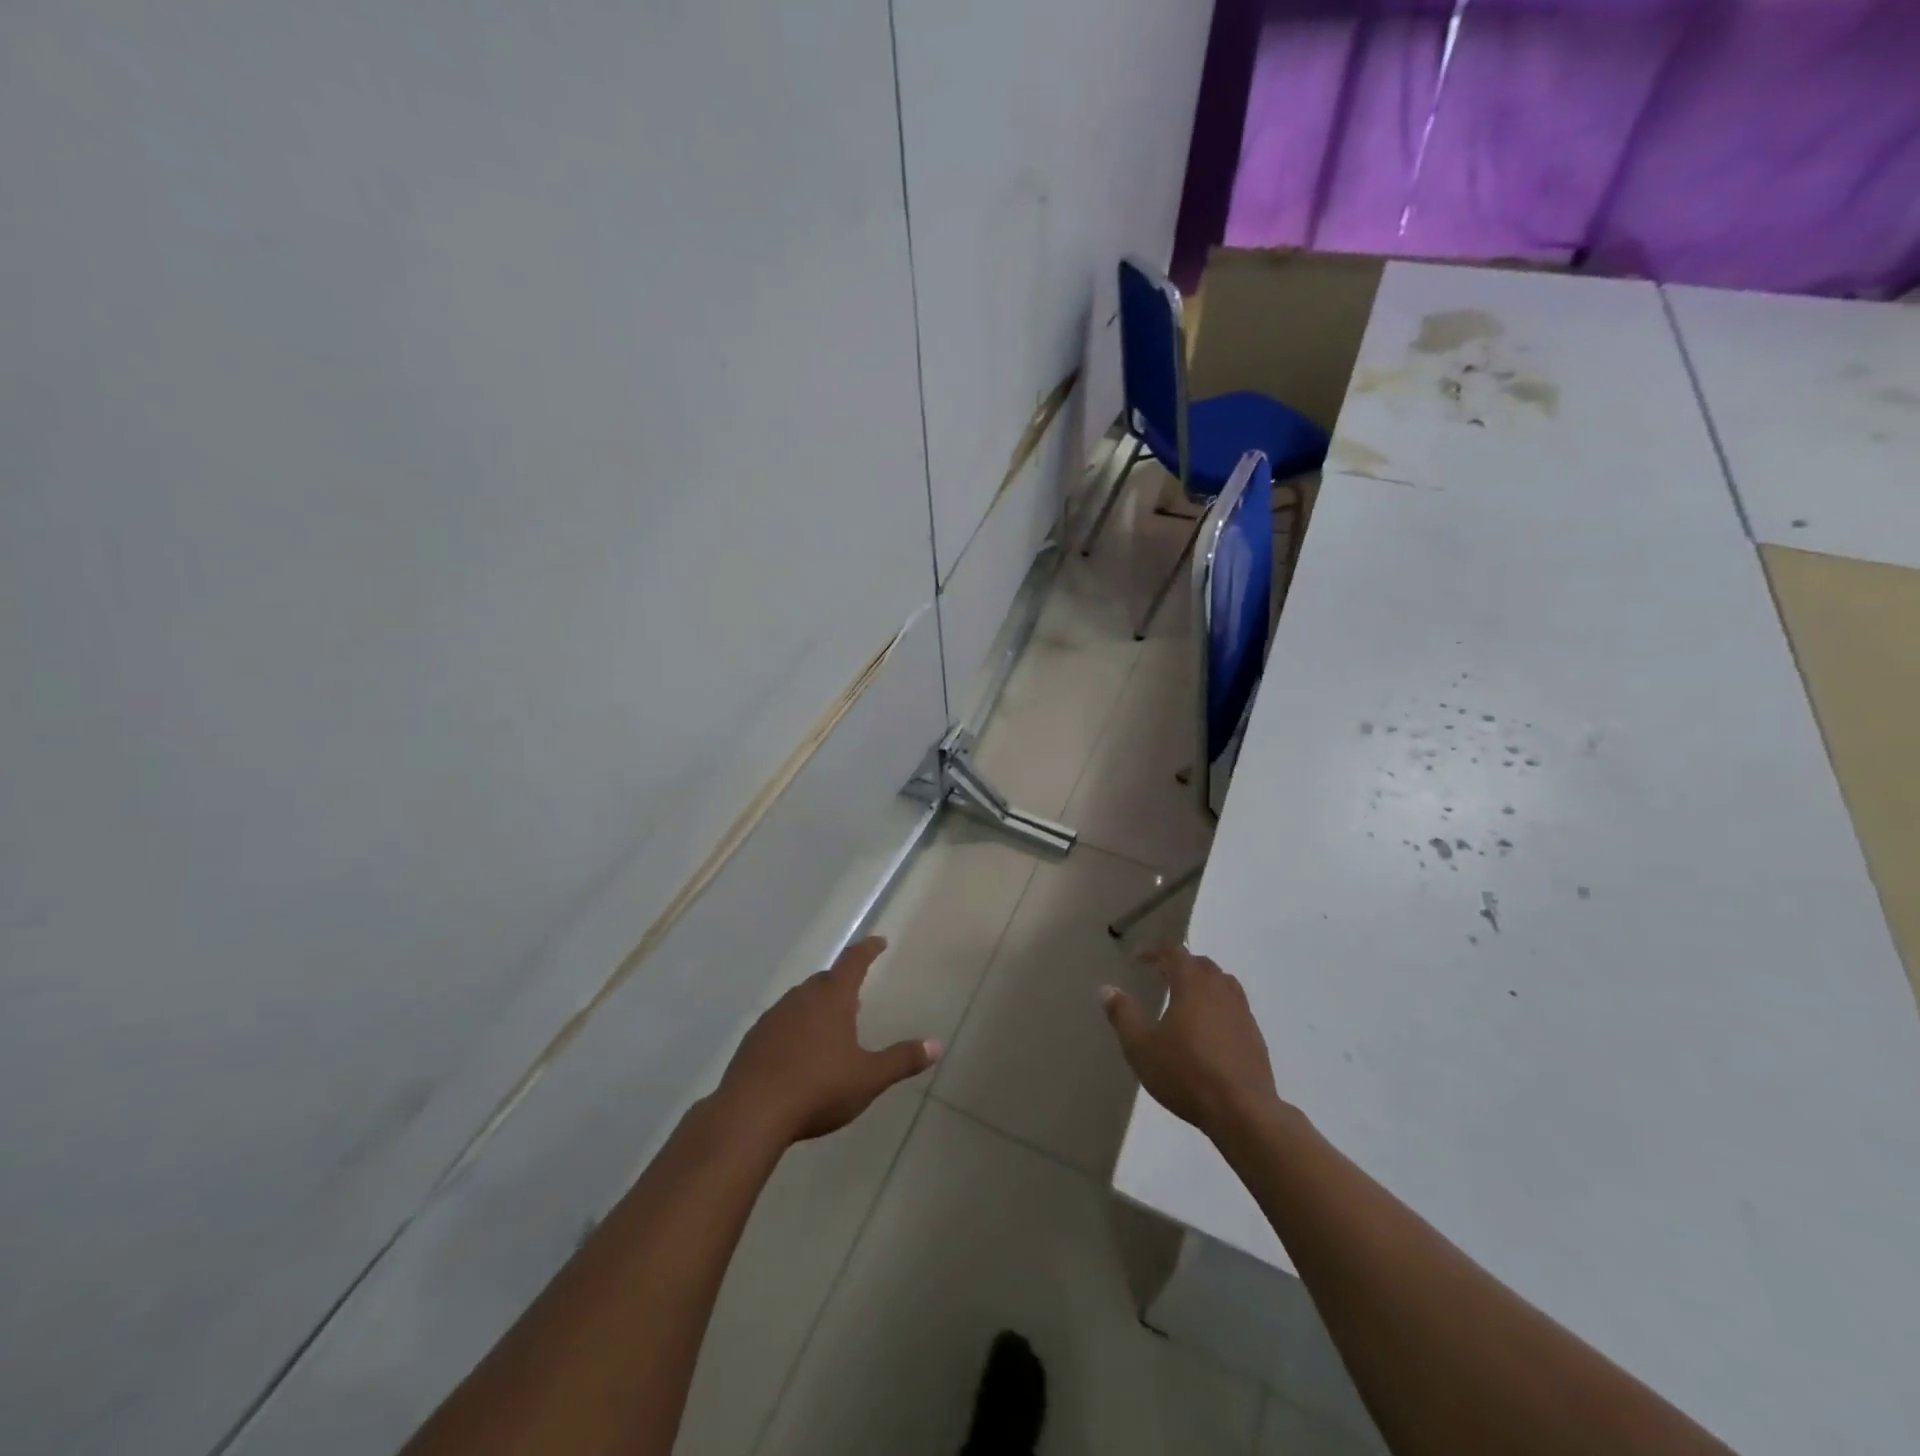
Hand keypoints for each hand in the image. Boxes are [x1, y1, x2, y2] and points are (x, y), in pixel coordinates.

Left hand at [714, 936, 937, 1146]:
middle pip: (825, 980)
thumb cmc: (818, 1088)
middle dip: (841, 982)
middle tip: (856, 993)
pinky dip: (794, 1028)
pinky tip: (797, 1052)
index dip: (868, 949)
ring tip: (829, 1023)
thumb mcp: (868, 1077)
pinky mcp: (753, 1039)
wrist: (751, 1112)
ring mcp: (773, 1017)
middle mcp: (801, 998)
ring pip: (800, 1000)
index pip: (853, 961)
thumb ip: (901, 1060)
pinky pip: (780, 1023)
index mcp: (832, 998)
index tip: (878, 941)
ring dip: (816, 1006)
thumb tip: (936, 1045)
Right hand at [1102, 946, 1281, 1141]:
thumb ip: (1123, 1014)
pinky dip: (1219, 1005)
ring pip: (1223, 983)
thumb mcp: (1140, 1046)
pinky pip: (1235, 1006)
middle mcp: (1220, 990)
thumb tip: (1107, 988)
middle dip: (1180, 964)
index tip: (1139, 960)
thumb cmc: (1185, 1074)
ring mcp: (1242, 1012)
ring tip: (1187, 998)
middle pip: (1201, 964)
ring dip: (1203, 982)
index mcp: (1192, 985)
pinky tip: (1210, 1028)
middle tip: (1161, 975)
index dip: (1155, 952)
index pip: (1175, 953)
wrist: (1242, 1111)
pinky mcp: (1255, 1036)